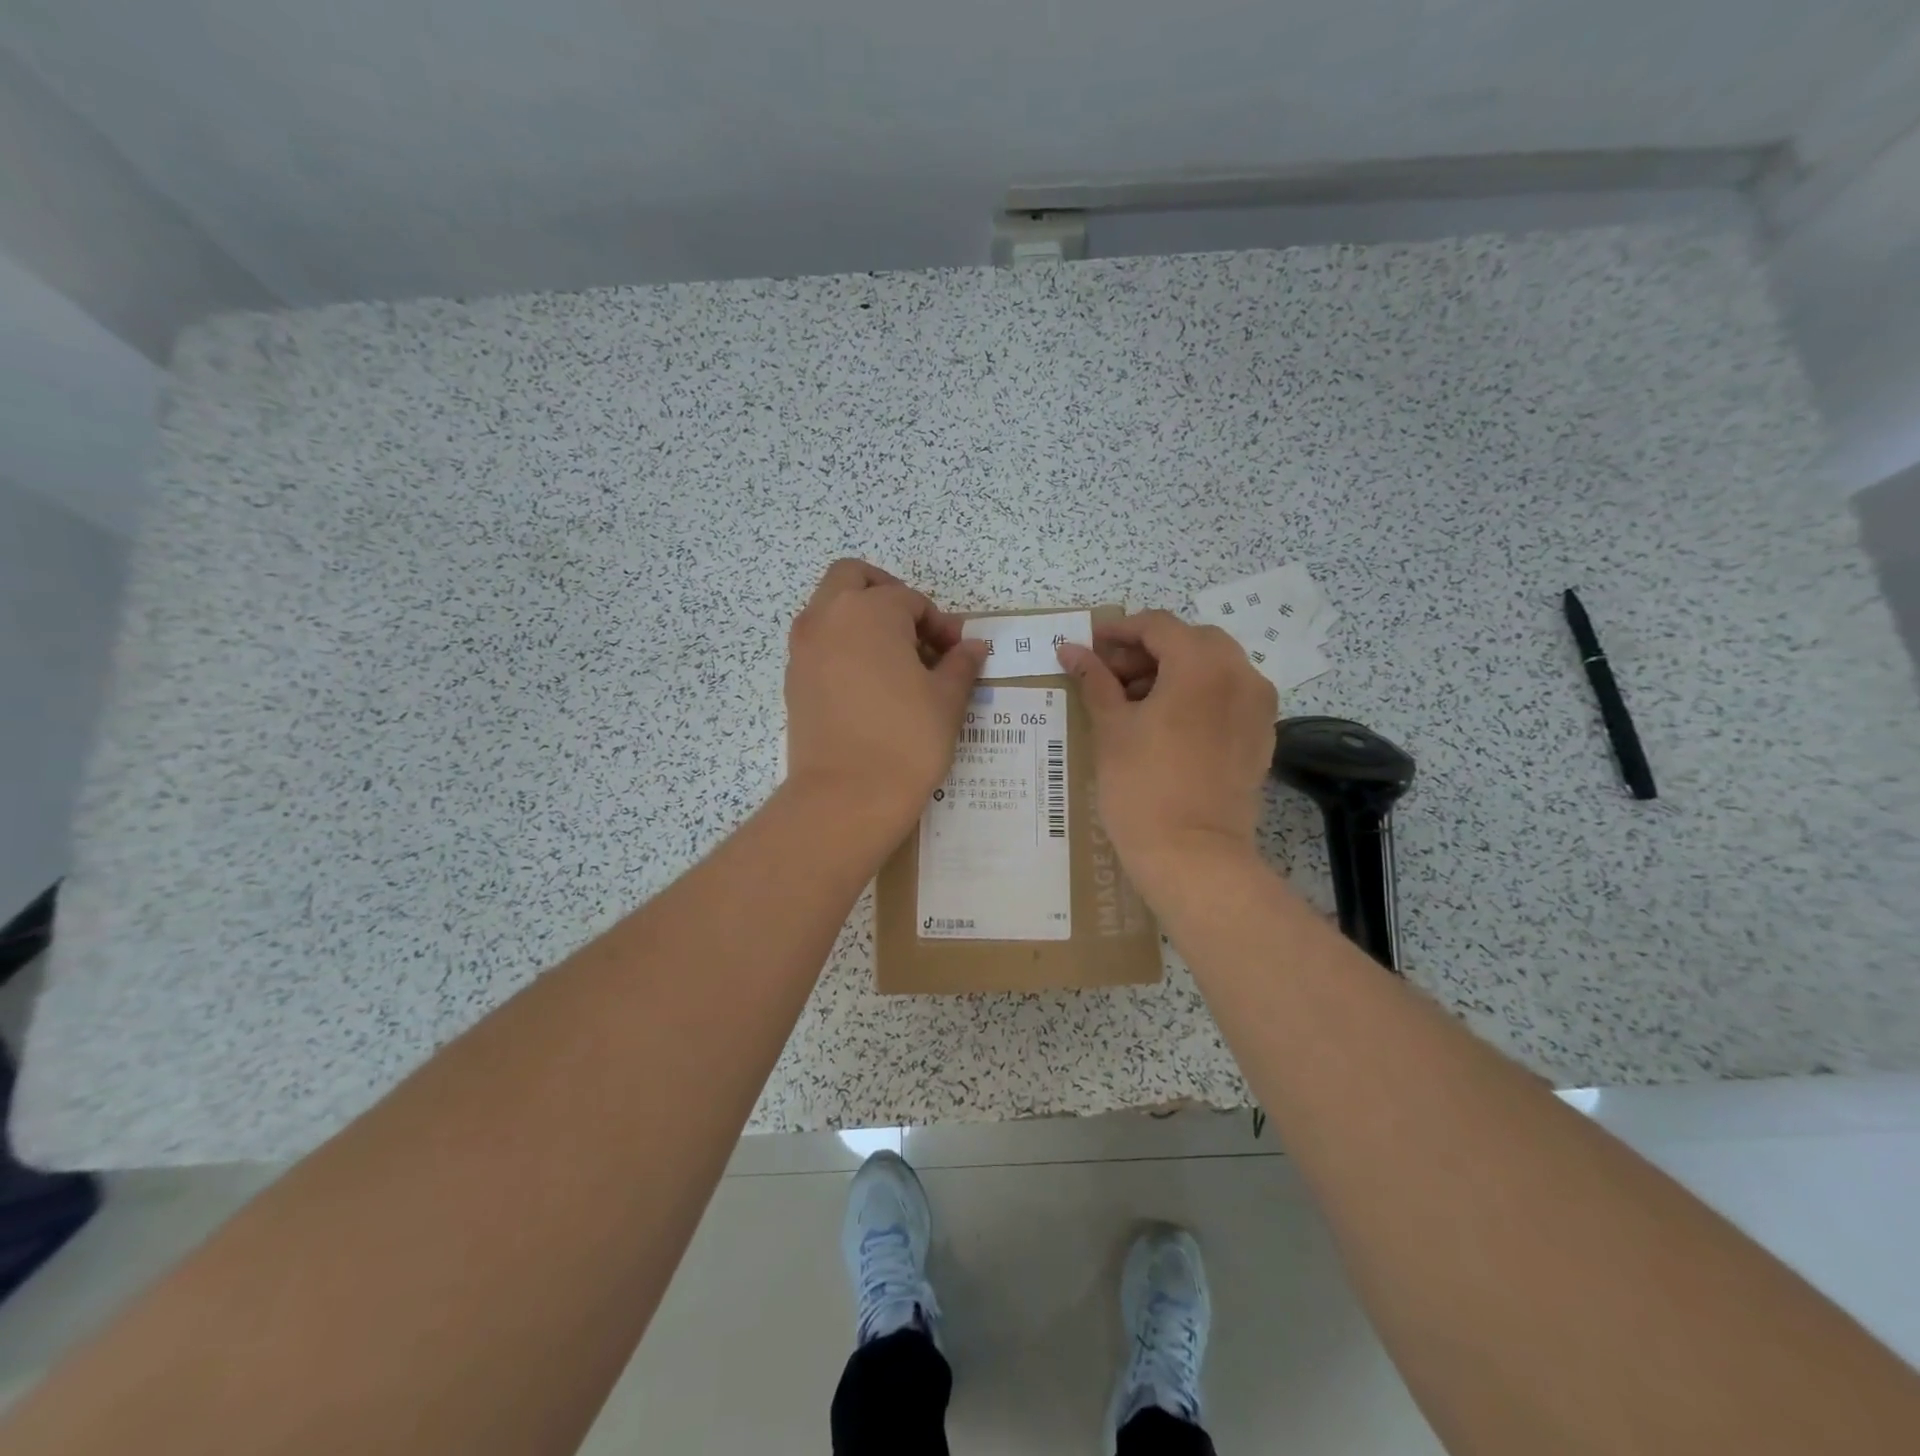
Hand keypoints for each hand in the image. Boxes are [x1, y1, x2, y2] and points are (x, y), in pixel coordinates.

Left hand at [784, 559, 987, 832]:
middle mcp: (828, 617)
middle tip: (914, 629)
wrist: (846, 797)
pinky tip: (870, 685)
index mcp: (870, 611)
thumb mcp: (947, 700)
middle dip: (887, 593)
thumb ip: (961, 663)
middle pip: (853, 577)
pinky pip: (819, 642)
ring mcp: (804, 648)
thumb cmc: (906, 740)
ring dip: (861, 618)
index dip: (939, 623)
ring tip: (895, 661)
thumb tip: (973, 646)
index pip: (910, 600)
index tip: (956, 652)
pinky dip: (843, 646)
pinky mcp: (793, 679)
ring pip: (830, 608)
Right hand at [1057, 611, 1276, 896]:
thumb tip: (1071, 649)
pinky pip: (1228, 696)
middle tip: (1110, 676)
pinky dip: (1197, 695)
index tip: (1090, 644)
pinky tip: (1166, 723)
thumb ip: (1095, 680)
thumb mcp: (1111, 728)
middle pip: (1191, 641)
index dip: (1120, 630)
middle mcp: (1240, 674)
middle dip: (1148, 651)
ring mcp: (1257, 706)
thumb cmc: (1142, 787)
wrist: (1193, 855)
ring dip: (1173, 671)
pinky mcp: (1261, 735)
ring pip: (1213, 667)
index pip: (1159, 626)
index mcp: (1202, 665)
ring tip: (1134, 703)